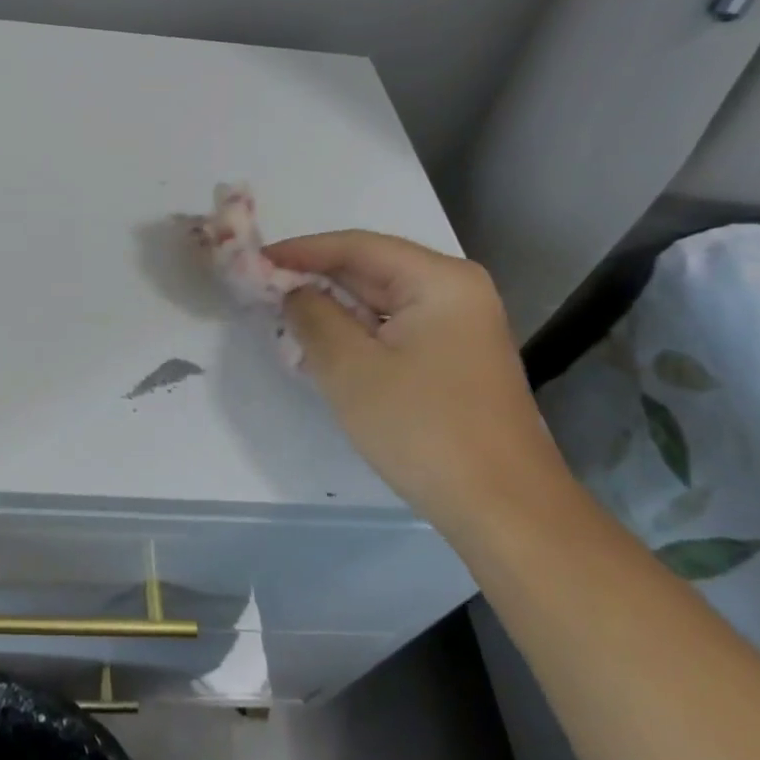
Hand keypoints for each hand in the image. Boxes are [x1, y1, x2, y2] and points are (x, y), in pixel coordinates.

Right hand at [270, 231, 560, 535]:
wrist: (505, 512)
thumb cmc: (424, 429)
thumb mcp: (351, 368)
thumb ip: (312, 315)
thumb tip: (293, 290)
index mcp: (440, 280)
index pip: (357, 247)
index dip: (301, 250)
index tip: (254, 260)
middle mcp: (456, 292)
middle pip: (371, 270)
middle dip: (315, 279)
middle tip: (260, 289)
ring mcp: (459, 327)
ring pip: (380, 302)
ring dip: (332, 309)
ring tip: (281, 317)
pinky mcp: (454, 360)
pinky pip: (394, 330)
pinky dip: (355, 334)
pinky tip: (321, 348)